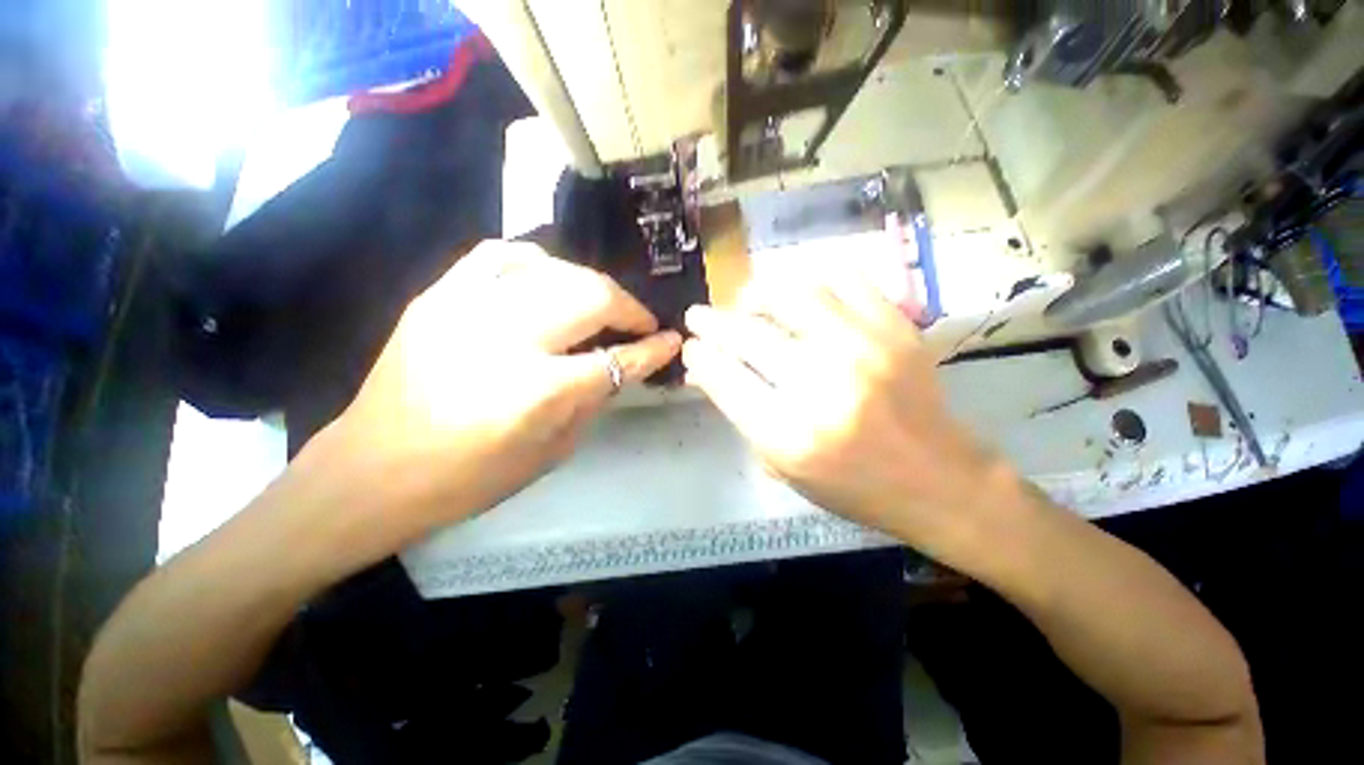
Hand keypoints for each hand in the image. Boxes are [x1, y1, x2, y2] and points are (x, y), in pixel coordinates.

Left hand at [327, 240, 680, 534]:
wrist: (374, 469)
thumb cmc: (469, 477)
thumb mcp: (551, 452)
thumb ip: (593, 402)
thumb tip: (623, 365)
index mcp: (537, 391)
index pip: (616, 359)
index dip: (652, 349)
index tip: (672, 340)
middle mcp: (507, 338)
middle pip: (591, 296)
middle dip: (629, 308)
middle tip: (639, 323)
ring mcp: (467, 306)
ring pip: (555, 268)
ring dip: (591, 285)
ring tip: (601, 306)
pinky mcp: (438, 295)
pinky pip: (502, 254)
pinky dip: (538, 262)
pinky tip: (550, 279)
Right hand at [682, 273, 1013, 546]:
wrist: (938, 480)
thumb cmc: (851, 486)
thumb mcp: (782, 465)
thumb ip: (739, 413)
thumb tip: (702, 370)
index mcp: (790, 435)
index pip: (723, 378)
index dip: (699, 357)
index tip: (691, 347)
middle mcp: (822, 387)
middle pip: (747, 335)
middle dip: (710, 322)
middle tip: (699, 315)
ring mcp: (864, 350)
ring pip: (791, 295)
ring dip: (755, 293)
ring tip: (745, 300)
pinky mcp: (896, 329)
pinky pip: (844, 280)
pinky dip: (811, 279)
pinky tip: (797, 293)